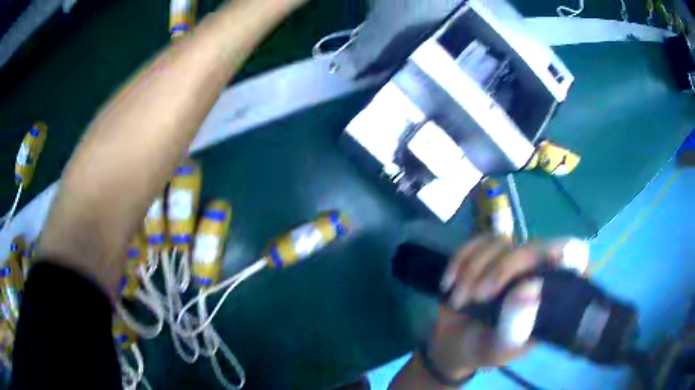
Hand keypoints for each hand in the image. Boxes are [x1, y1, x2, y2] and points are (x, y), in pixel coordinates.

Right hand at [426, 236, 556, 377]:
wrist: (452, 345)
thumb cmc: (483, 350)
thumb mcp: (500, 349)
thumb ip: (516, 327)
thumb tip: (531, 287)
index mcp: (552, 296)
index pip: (574, 260)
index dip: (568, 253)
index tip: (555, 258)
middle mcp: (537, 272)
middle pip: (533, 247)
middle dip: (501, 270)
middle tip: (477, 297)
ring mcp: (512, 261)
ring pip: (501, 243)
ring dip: (473, 270)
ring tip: (458, 301)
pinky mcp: (487, 255)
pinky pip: (476, 241)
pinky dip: (460, 260)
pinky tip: (448, 283)